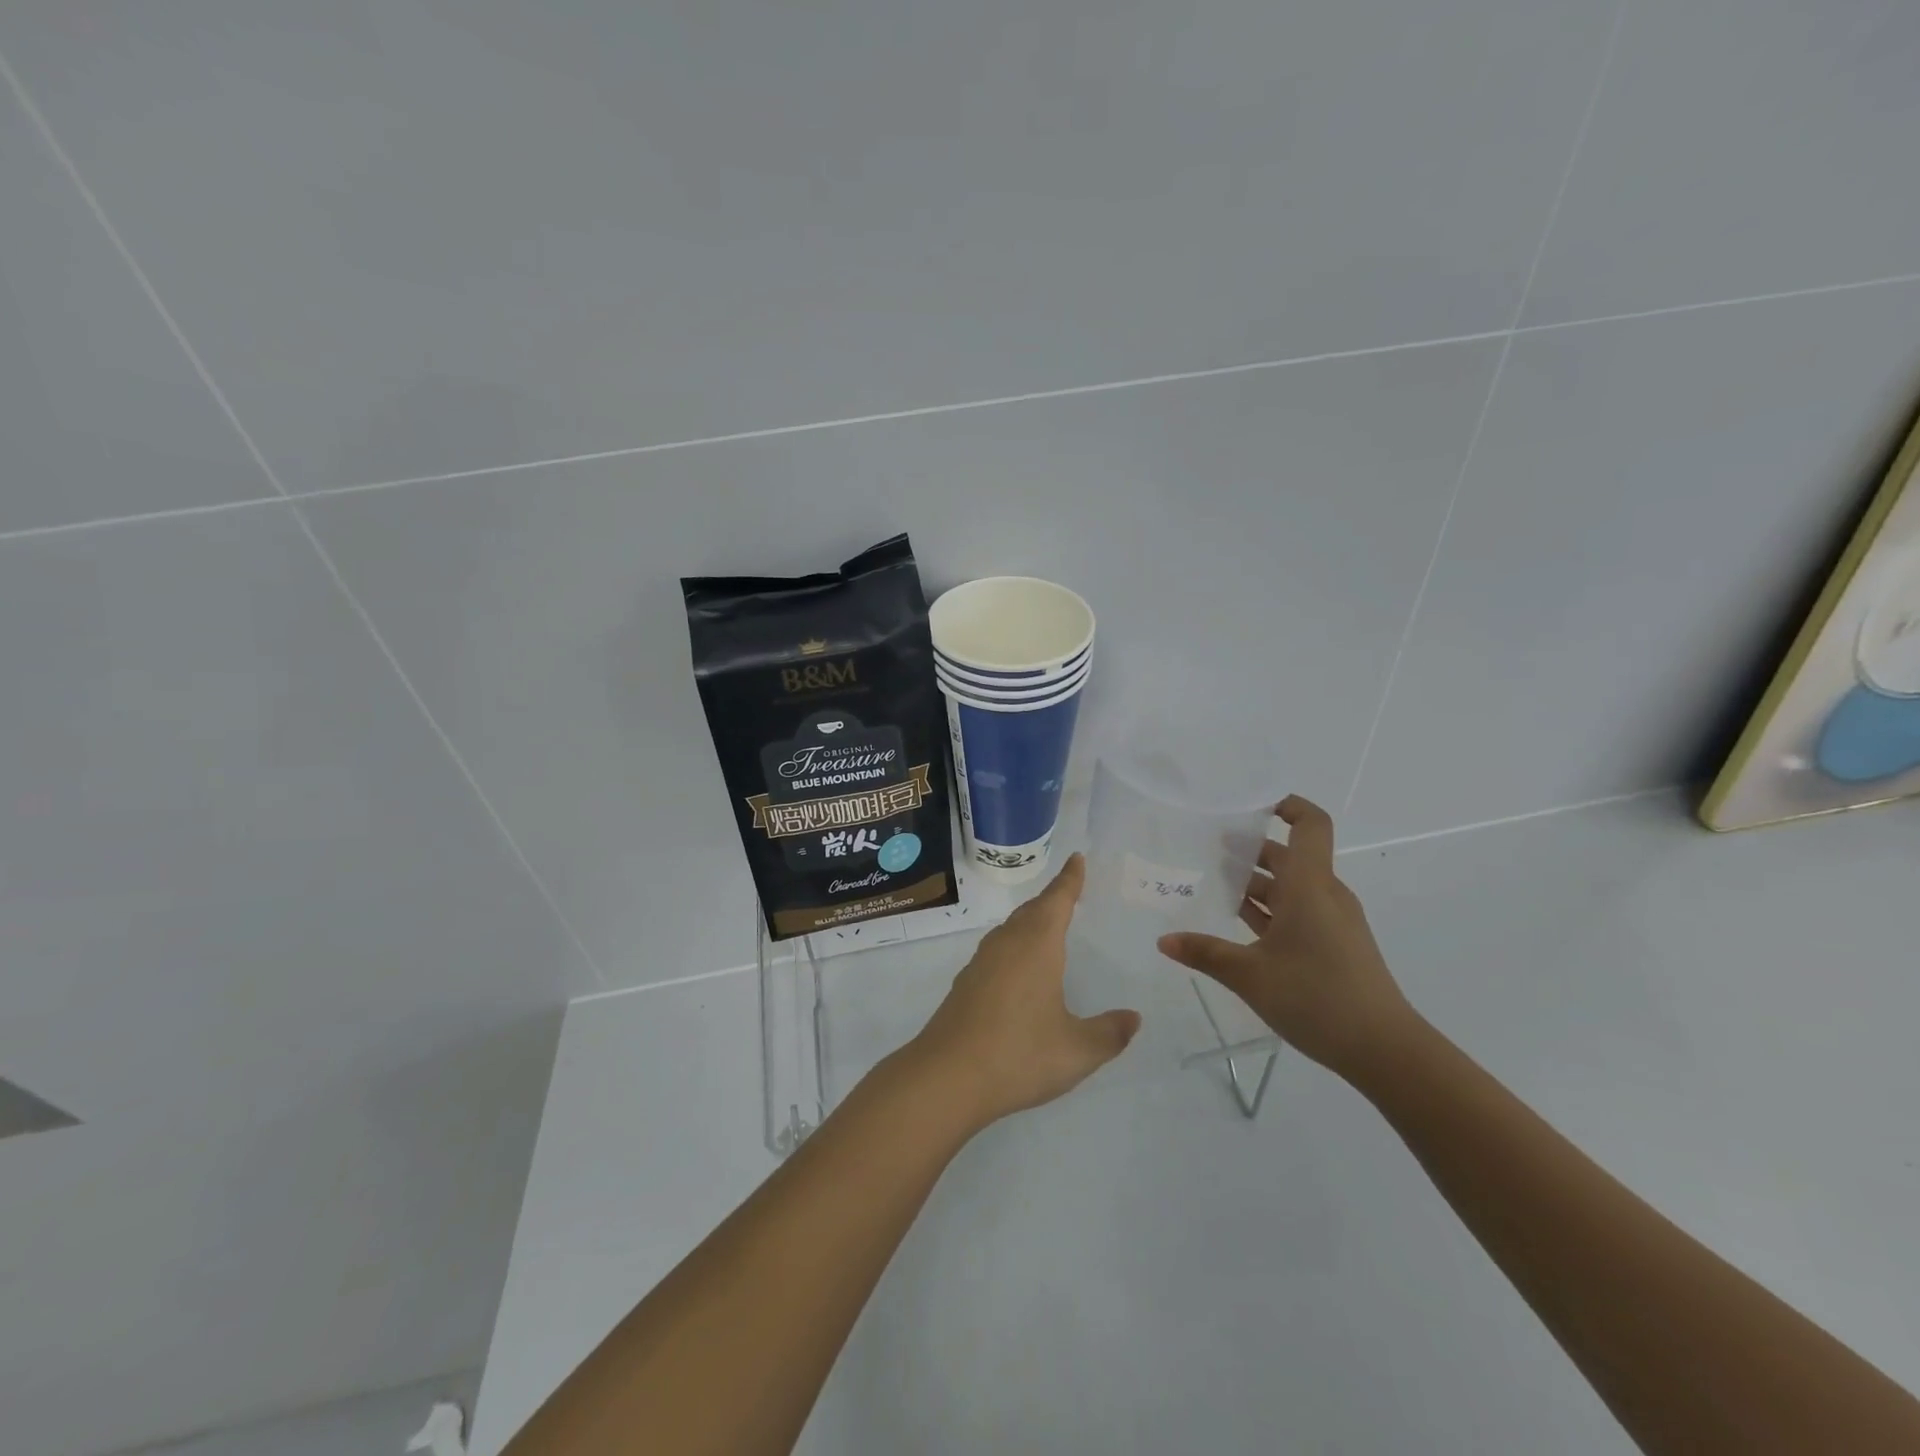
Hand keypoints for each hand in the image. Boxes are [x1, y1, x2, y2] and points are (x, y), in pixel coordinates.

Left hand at [906, 853, 1141, 1128]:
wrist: (947, 1076)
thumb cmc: (1019, 1054)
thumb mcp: (1077, 1050)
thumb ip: (1109, 1033)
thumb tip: (1133, 1018)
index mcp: (1037, 945)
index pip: (1058, 900)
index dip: (1070, 880)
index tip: (1077, 859)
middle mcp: (1007, 944)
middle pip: (1032, 910)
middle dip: (1052, 899)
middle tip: (1069, 892)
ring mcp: (982, 962)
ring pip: (1011, 929)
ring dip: (1031, 921)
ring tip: (1047, 926)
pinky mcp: (966, 983)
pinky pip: (998, 949)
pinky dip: (1015, 945)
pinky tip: (1019, 968)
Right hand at [1157, 795, 1416, 1080]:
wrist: (1385, 1051)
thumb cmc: (1317, 997)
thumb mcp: (1250, 975)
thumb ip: (1205, 953)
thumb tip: (1164, 940)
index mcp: (1310, 886)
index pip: (1310, 824)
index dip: (1286, 805)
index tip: (1248, 805)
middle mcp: (1324, 894)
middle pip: (1289, 856)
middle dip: (1250, 849)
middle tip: (1205, 847)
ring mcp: (1332, 921)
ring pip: (1291, 887)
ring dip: (1256, 882)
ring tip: (1212, 883)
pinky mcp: (1334, 945)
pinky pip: (1298, 912)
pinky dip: (1269, 910)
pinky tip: (1238, 924)